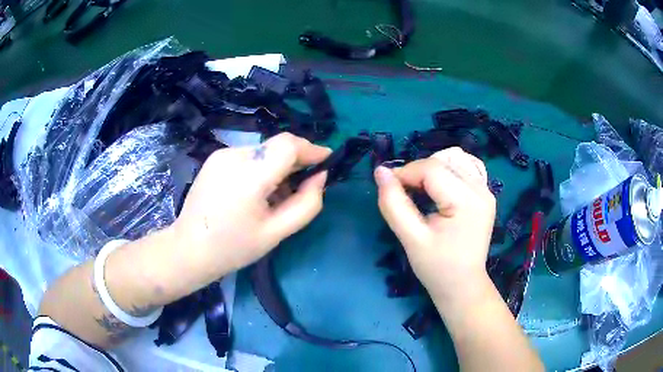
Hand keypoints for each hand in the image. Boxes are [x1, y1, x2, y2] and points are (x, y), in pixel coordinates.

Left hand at [170, 133, 329, 289]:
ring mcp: (222, 154)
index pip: (288, 145)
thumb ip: (306, 204)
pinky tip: (256, 191)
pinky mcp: (215, 158)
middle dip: (297, 160)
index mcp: (249, 176)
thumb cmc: (233, 248)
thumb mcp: (276, 233)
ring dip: (278, 165)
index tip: (326, 161)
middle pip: (277, 146)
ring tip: (277, 194)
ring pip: (263, 150)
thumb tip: (319, 177)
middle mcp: (234, 156)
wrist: (188, 248)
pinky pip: (249, 156)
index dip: (311, 149)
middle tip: (305, 184)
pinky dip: (261, 167)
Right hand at [374, 147, 495, 299]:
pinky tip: (440, 188)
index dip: (405, 173)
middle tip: (405, 193)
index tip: (389, 187)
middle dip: (418, 171)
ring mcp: (486, 191)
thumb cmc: (436, 268)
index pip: (432, 169)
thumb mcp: (411, 239)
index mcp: (466, 201)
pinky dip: (448, 171)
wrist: (463, 285)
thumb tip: (380, 172)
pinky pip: (465, 167)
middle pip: (443, 160)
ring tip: (422, 190)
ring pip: (455, 159)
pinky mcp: (486, 194)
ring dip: (433, 168)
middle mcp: (481, 190)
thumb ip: (393, 204)